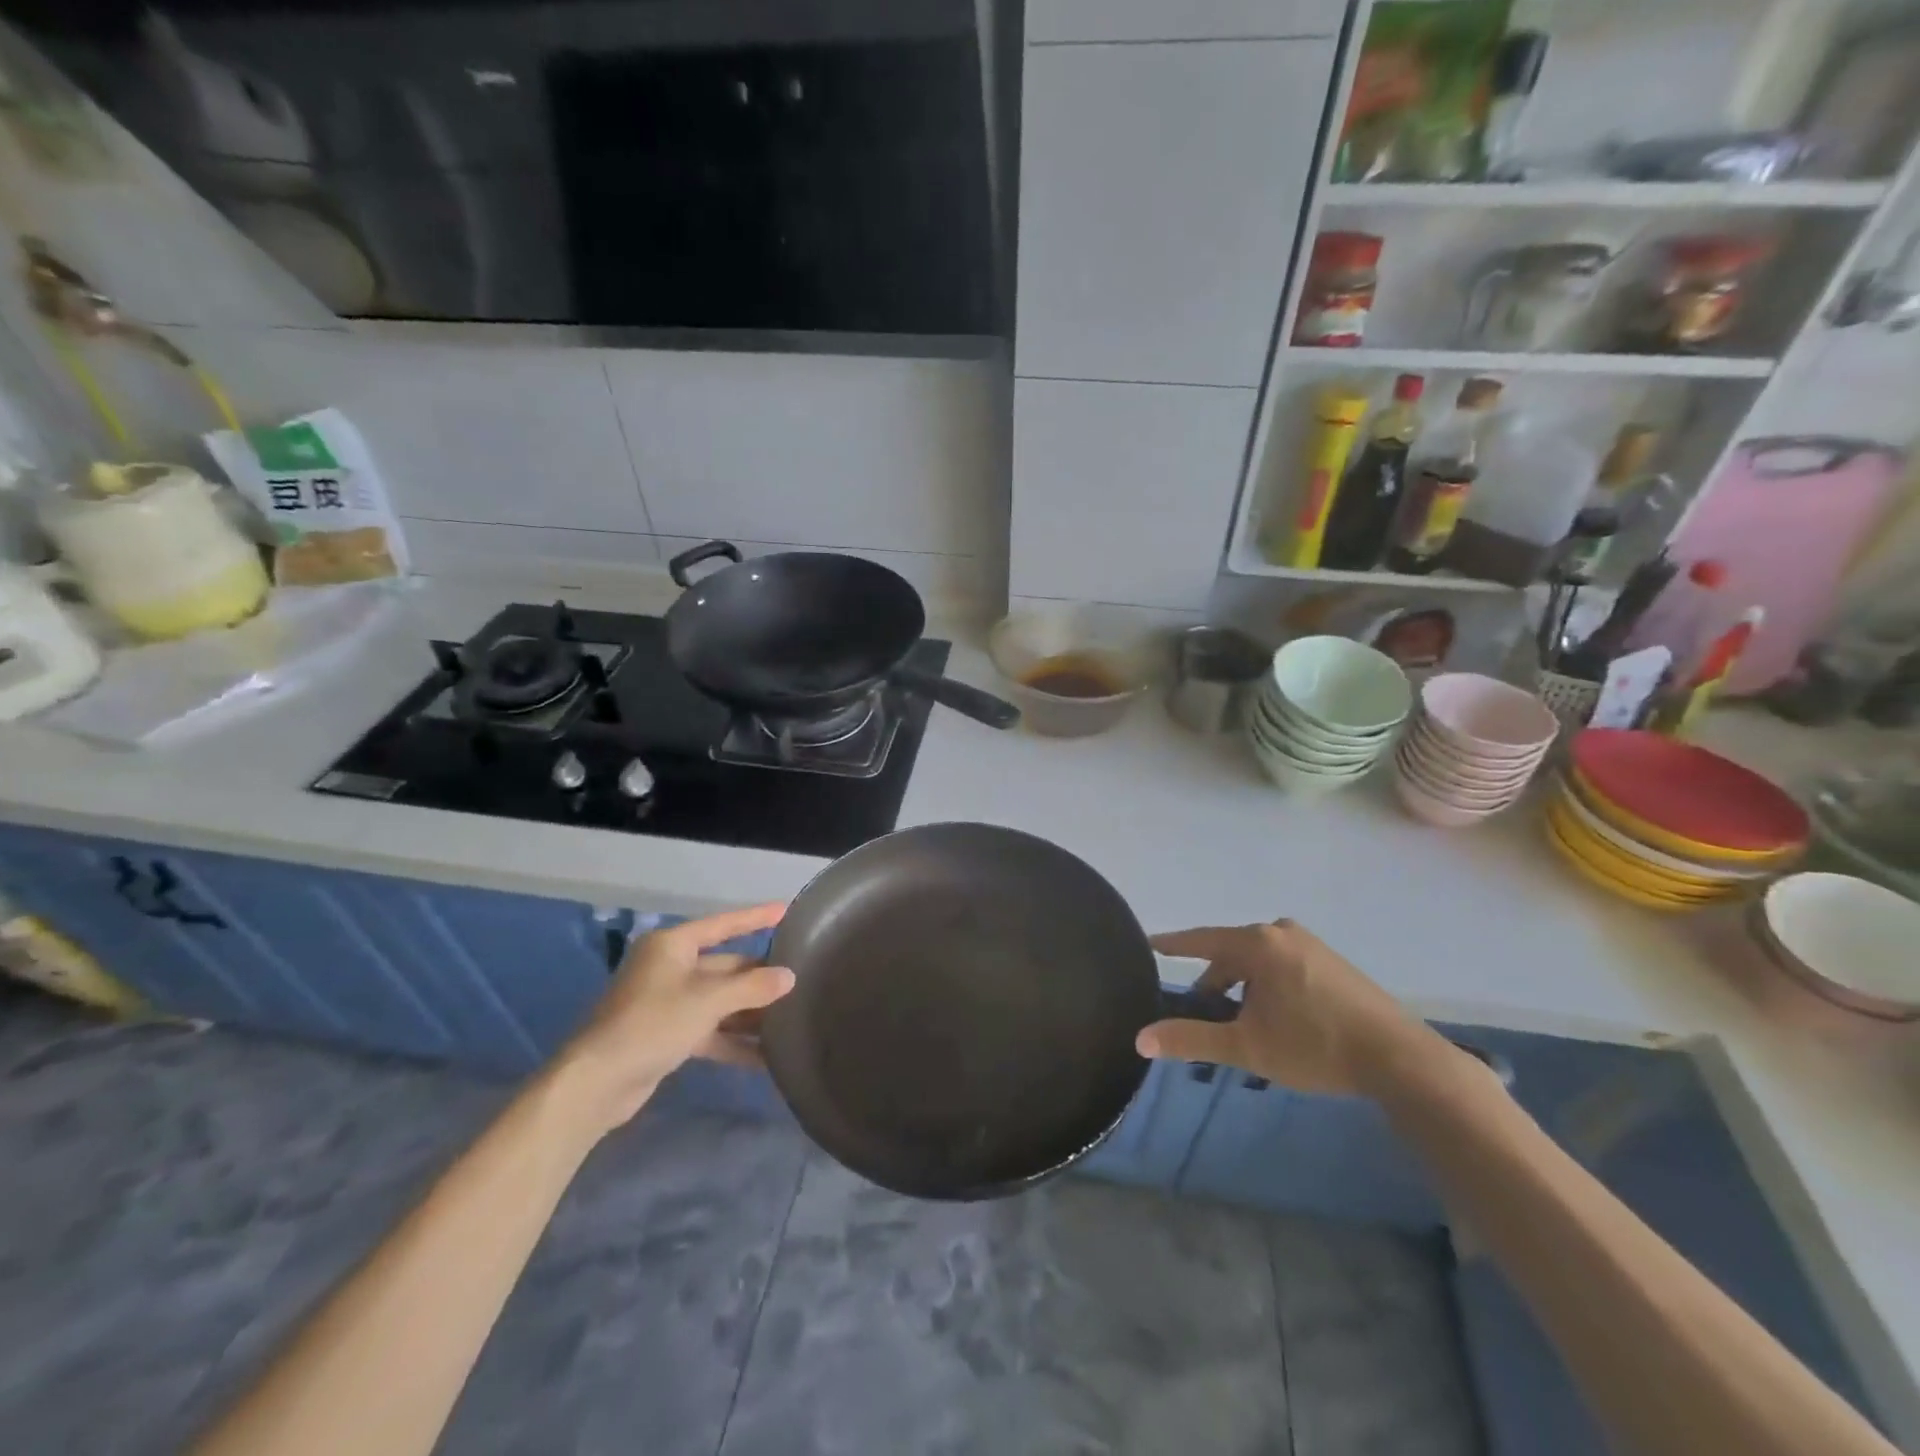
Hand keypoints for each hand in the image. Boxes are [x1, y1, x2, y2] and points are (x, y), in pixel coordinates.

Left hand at [558, 903, 794, 1132]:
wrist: (596, 1084)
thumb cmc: (651, 1025)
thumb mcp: (707, 1001)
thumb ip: (752, 987)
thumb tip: (789, 977)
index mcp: (673, 946)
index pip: (723, 925)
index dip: (755, 917)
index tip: (786, 910)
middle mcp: (670, 968)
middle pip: (725, 966)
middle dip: (759, 977)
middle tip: (800, 980)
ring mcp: (668, 1003)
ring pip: (720, 1001)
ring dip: (750, 1013)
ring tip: (790, 1019)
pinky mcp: (668, 1035)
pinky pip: (710, 1030)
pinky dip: (734, 1041)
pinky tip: (765, 1057)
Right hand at [1138, 919, 1431, 1096]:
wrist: (1400, 1059)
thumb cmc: (1315, 1045)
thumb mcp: (1247, 1046)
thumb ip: (1192, 1039)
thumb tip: (1141, 1039)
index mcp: (1257, 943)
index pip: (1200, 940)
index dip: (1172, 945)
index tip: (1148, 943)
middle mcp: (1281, 933)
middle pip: (1230, 953)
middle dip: (1214, 982)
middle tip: (1203, 1013)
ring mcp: (1311, 945)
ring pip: (1258, 962)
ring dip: (1242, 988)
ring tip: (1241, 1025)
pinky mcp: (1332, 962)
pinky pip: (1282, 966)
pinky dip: (1267, 986)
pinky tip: (1275, 1019)